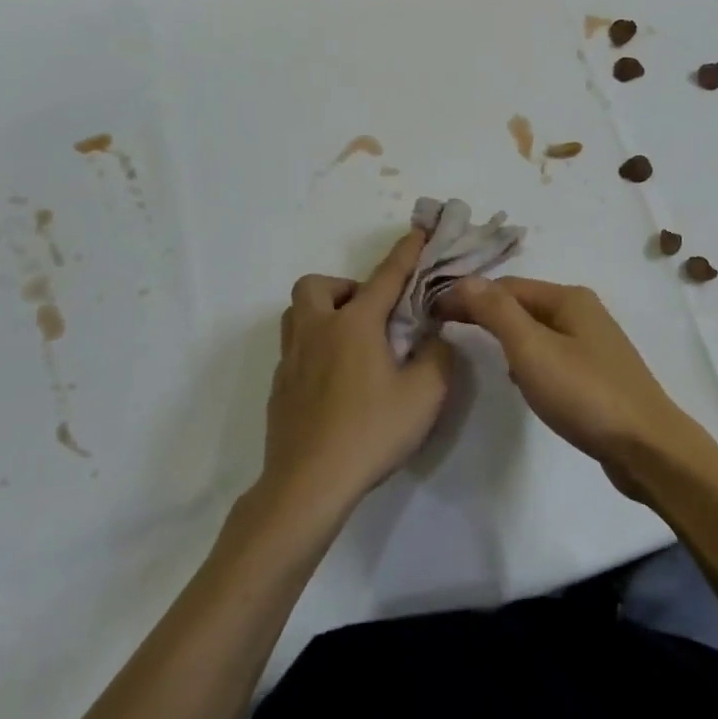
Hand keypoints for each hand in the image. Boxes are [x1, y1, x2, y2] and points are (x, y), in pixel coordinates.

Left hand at [260, 231, 453, 522]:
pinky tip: (337, 380)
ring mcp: (291, 359)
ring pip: (297, 314)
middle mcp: (317, 330)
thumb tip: (434, 339)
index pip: (386, 276)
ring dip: (323, 312)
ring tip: (352, 341)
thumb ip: (438, 356)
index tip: (419, 232)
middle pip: (316, 285)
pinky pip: (295, 348)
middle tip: (371, 315)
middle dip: (345, 288)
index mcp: (354, 324)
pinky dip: (316, 347)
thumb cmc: (370, 432)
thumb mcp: (425, 394)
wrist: (307, 486)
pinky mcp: (279, 388)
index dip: (406, 252)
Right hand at [440, 277, 703, 499]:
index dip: (469, 295)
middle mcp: (583, 311)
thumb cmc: (585, 393)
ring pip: (537, 330)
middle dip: (486, 314)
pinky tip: (521, 382)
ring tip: (479, 352)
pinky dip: (529, 360)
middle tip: (445, 328)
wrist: (646, 446)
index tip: (433, 313)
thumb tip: (466, 279)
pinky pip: (552, 354)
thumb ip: (497, 312)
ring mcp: (593, 342)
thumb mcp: (533, 350)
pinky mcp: (596, 372)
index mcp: (569, 297)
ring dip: (507, 337)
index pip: (506, 285)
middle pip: (522, 304)